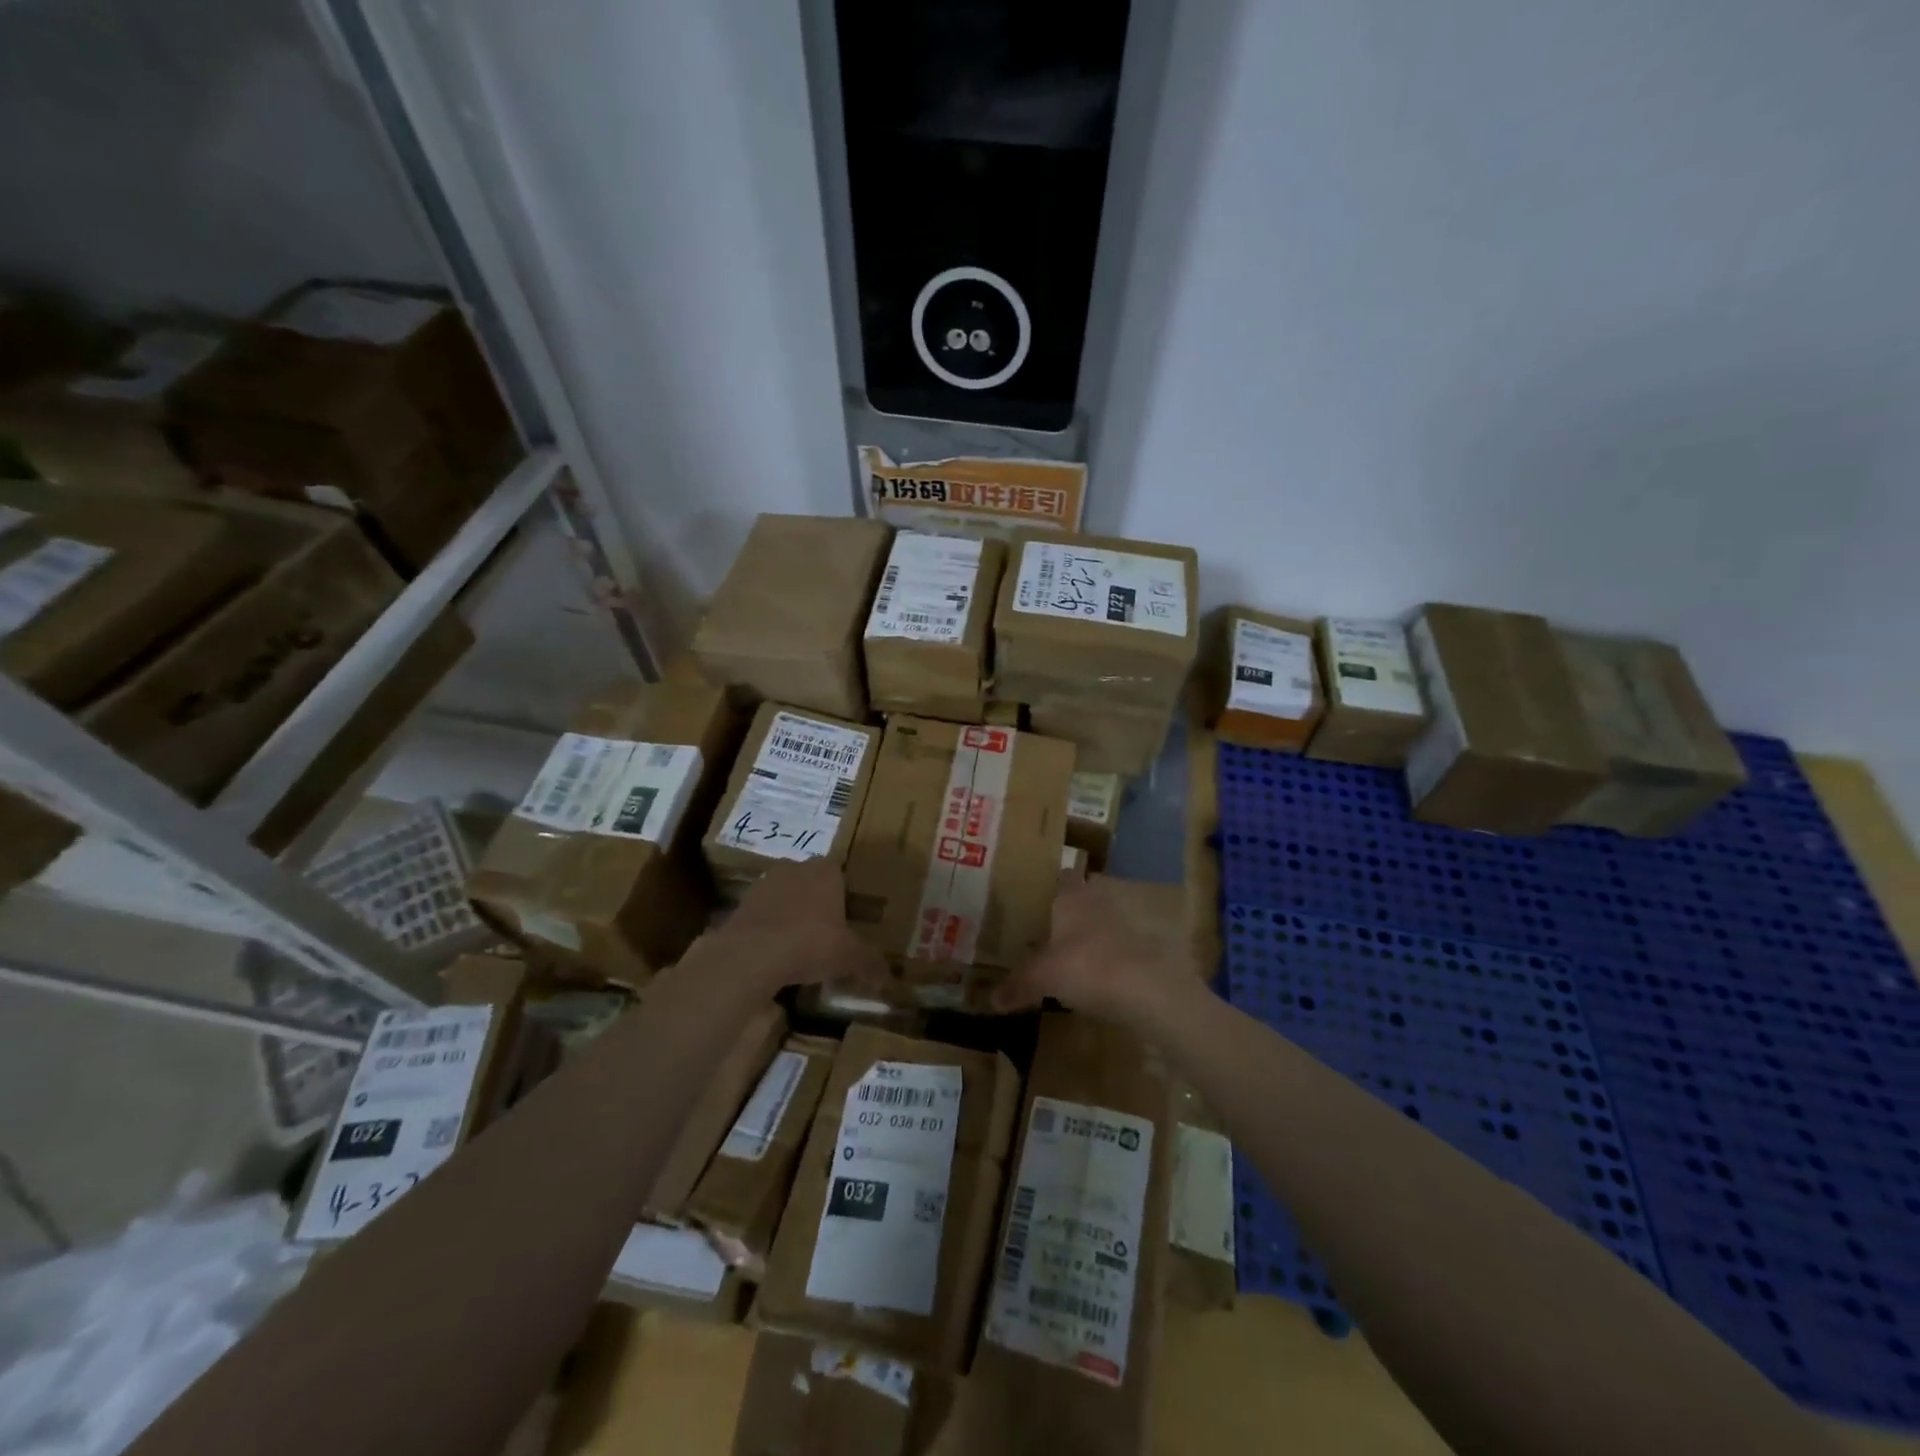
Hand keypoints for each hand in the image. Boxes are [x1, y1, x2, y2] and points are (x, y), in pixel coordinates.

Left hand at [717, 860, 887, 994]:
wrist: (752, 954)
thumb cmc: (811, 943)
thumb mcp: (849, 956)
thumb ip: (869, 962)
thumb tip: (886, 976)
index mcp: (826, 871)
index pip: (841, 874)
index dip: (846, 897)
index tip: (849, 920)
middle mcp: (796, 868)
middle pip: (812, 883)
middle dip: (819, 904)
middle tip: (827, 934)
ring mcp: (765, 883)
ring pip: (786, 896)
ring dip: (792, 914)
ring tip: (799, 946)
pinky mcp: (742, 903)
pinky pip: (764, 913)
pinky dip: (770, 928)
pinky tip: (775, 953)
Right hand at [992, 875, 1196, 1023]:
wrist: (1149, 990)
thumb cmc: (1088, 967)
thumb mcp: (1043, 978)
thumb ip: (1017, 985)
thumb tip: (991, 1000)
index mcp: (1072, 898)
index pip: (1062, 876)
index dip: (1050, 882)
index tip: (1035, 894)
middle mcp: (1098, 904)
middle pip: (1081, 899)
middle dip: (1066, 911)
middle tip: (1043, 928)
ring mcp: (1125, 927)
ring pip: (1099, 924)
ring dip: (1086, 937)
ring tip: (1064, 955)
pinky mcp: (1142, 952)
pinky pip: (1115, 951)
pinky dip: (1103, 961)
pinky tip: (1090, 980)